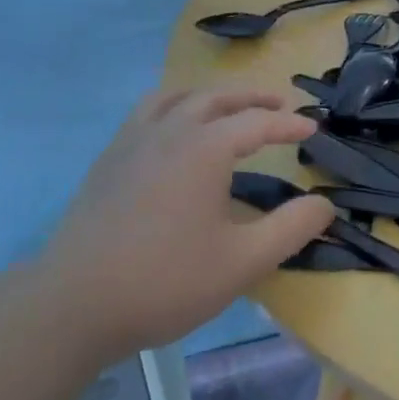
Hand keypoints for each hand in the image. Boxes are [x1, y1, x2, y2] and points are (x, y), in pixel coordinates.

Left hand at [37, 86, 335, 353]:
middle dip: (251, 97)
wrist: (73, 304)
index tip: (313, 129)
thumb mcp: (244, 262)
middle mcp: (168, 131)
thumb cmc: (166, 281)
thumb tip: (325, 204)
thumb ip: (292, 229)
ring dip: (209, 95)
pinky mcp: (108, 161)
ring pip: (174, 98)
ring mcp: (132, 142)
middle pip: (215, 98)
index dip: (288, 124)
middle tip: (278, 104)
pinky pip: (146, 114)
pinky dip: (172, 107)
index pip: (257, 122)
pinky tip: (173, 134)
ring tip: (226, 106)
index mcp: (204, 148)